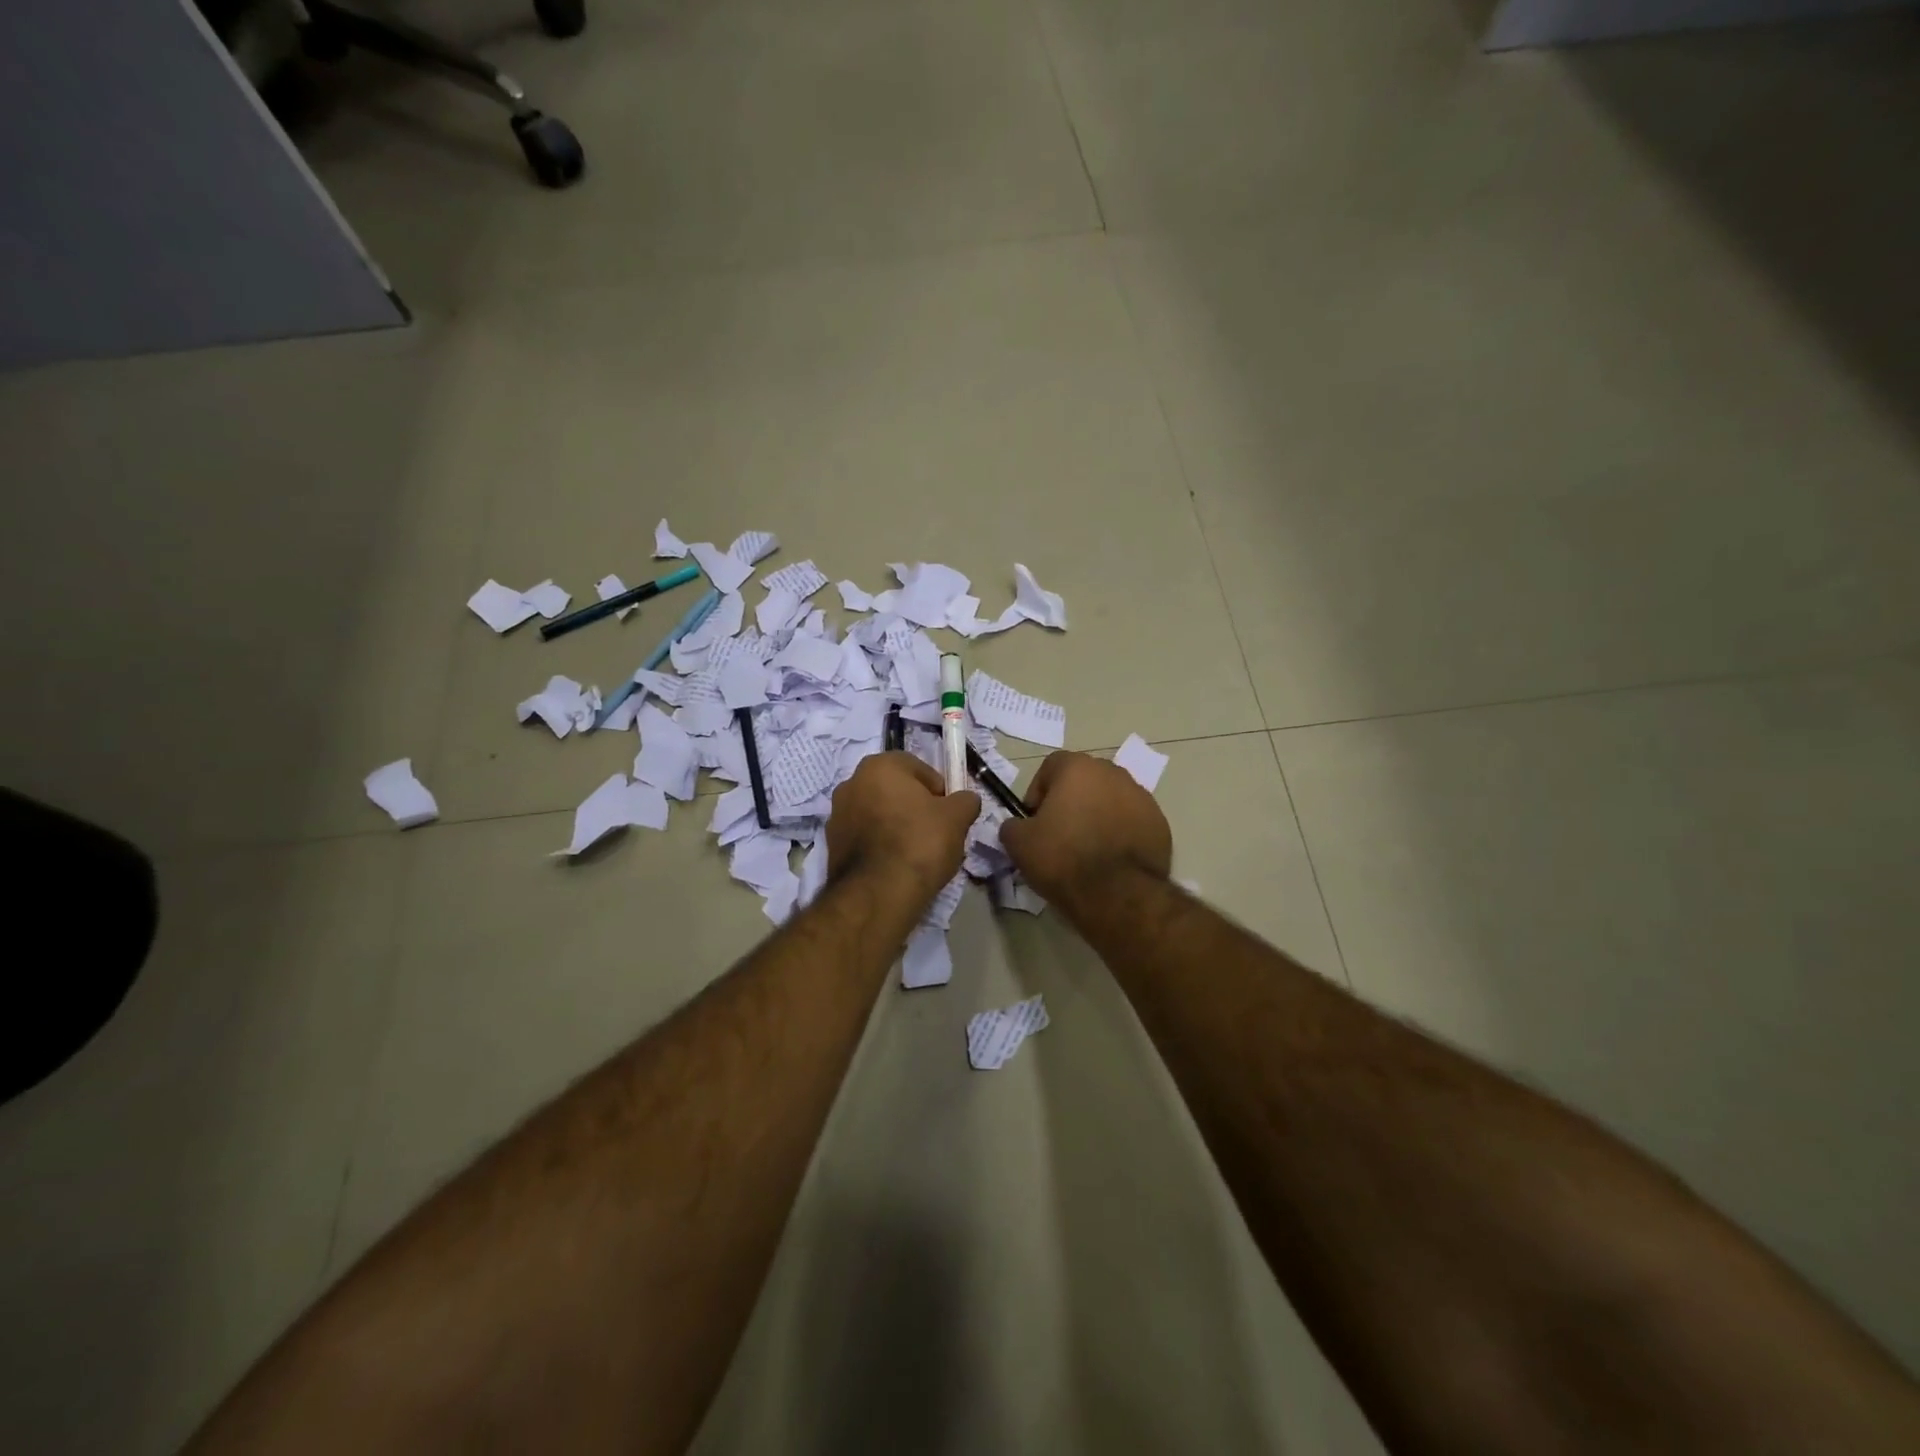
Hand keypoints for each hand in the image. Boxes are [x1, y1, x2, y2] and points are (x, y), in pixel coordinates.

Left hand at [827, 753, 980, 906]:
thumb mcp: (957, 818)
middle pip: (895, 790)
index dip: (939, 790)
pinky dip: (880, 845)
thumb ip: (965, 801)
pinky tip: (896, 866)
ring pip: (878, 813)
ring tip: (917, 853)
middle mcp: (851, 783)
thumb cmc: (920, 843)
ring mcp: (837, 814)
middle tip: (935, 832)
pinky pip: (865, 837)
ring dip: (896, 825)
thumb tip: (965, 800)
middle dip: (915, 807)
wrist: (878, 893)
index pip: (918, 768)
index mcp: (879, 766)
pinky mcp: (831, 845)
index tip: (948, 814)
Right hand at [999, 751, 1172, 919]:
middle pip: (1084, 780)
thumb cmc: (1063, 858)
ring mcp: (1142, 797)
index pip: (1051, 766)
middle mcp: (1113, 773)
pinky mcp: (1160, 824)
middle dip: (1071, 801)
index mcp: (1078, 768)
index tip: (1034, 820)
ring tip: (1088, 850)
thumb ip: (1013, 825)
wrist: (1117, 894)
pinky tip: (1112, 861)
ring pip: (1111, 799)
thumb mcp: (1018, 843)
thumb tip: (1018, 826)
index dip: (1038, 791)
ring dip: (1098, 815)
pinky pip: (1132, 822)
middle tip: (1060, 834)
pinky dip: (1121, 833)